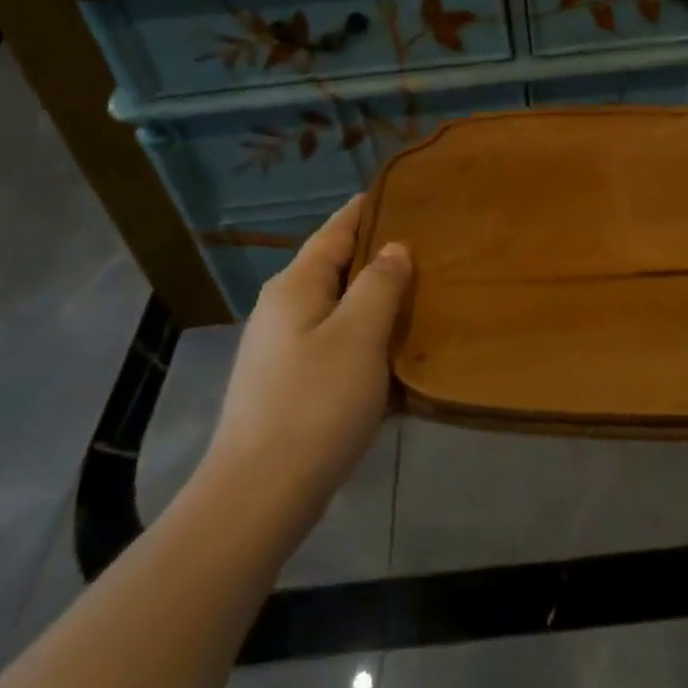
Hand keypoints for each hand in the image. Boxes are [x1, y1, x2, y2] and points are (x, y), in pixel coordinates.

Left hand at [211, 197, 411, 507]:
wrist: (260, 494)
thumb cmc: (314, 404)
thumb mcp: (358, 336)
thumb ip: (379, 284)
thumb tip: (394, 249)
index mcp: (295, 286)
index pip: (334, 231)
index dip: (366, 210)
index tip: (401, 193)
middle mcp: (282, 309)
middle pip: (335, 267)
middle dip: (377, 255)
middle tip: (427, 247)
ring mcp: (282, 348)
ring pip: (337, 307)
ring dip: (373, 299)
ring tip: (419, 293)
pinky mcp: (289, 383)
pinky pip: (334, 342)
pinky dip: (364, 336)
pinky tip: (393, 351)